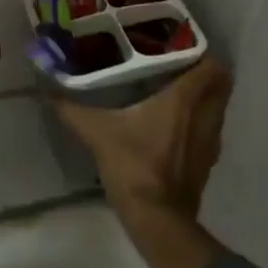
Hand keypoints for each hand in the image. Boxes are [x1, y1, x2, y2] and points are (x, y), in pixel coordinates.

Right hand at [57, 59, 232, 222]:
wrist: (158, 221)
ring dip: (203, 97)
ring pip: (217, 107)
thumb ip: (73, 110)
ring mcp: (211, 141)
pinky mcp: (207, 163)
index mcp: (185, 99)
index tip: (177, 46)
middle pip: (220, 84)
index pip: (212, 66)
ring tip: (173, 91)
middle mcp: (205, 115)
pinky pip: (210, 130)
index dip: (200, 52)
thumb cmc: (134, 166)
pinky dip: (199, 122)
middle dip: (204, 72)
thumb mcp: (98, 133)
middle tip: (175, 65)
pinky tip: (174, 125)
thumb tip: (46, 92)